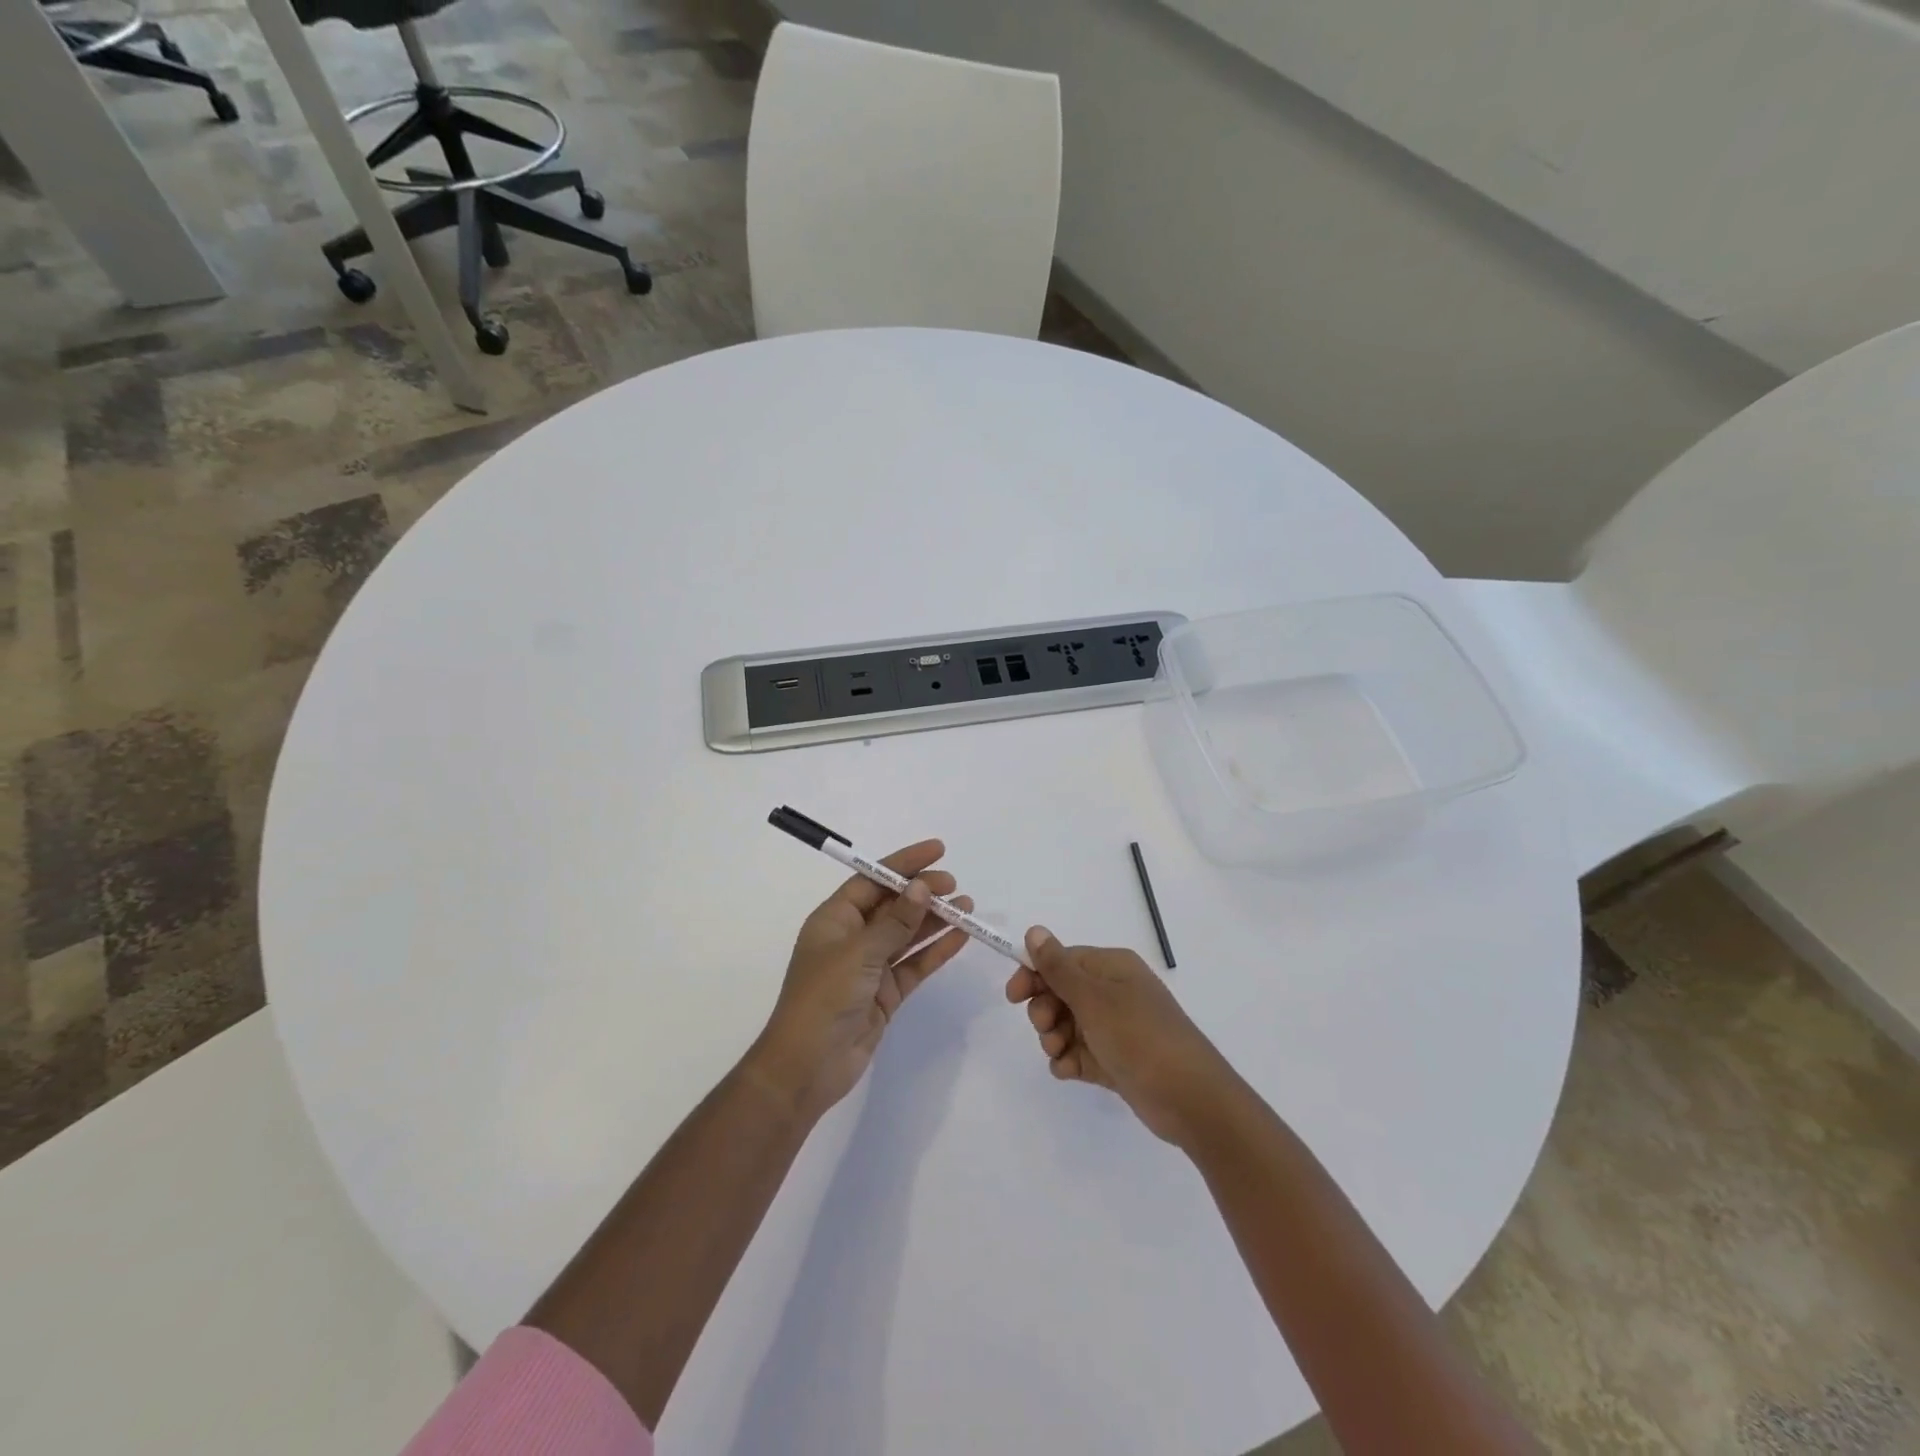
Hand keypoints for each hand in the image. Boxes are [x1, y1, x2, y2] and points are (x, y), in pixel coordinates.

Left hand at [747, 840, 973, 1119]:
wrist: (807, 1067)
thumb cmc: (823, 999)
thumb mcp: (859, 953)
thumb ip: (895, 922)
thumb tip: (922, 888)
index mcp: (835, 919)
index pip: (872, 879)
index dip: (904, 863)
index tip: (937, 850)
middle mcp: (852, 938)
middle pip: (893, 905)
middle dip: (923, 892)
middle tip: (955, 886)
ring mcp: (870, 967)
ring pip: (908, 934)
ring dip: (935, 920)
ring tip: (967, 908)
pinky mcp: (885, 993)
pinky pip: (915, 964)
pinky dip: (936, 951)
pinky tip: (961, 938)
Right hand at [1005, 928, 1235, 1143]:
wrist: (1190, 1099)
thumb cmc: (1139, 1036)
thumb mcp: (1094, 999)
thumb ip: (1059, 967)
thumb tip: (1035, 930)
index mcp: (1111, 968)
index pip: (1062, 960)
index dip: (1034, 974)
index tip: (1013, 996)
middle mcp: (1113, 992)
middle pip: (1061, 992)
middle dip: (1045, 1010)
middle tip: (1046, 1028)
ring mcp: (1114, 1028)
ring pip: (1066, 1024)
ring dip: (1053, 1037)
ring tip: (1060, 1053)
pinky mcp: (1115, 1060)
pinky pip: (1079, 1053)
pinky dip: (1069, 1060)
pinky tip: (1069, 1071)